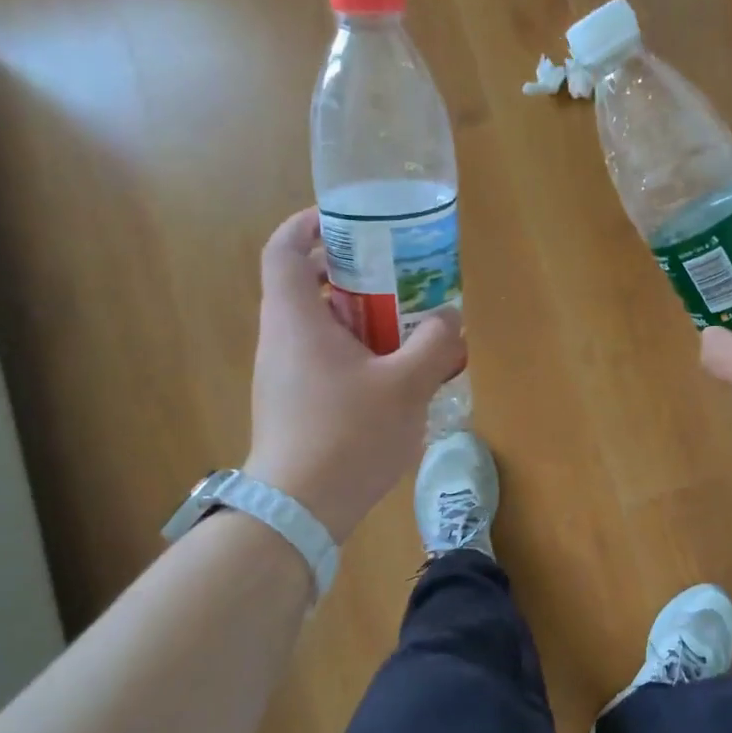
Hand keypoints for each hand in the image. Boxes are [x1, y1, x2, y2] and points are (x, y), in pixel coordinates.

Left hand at [243, 209, 465, 541]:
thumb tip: (449, 318)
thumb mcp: (406, 385)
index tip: (350, 220)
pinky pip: (325, 359)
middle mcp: (282, 339)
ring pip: (321, 326)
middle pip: (308, 284)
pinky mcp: (295, 404)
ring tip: (409, 324)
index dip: (310, 224)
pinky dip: (358, 351)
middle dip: (354, 272)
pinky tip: (397, 375)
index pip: (285, 249)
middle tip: (399, 273)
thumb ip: (434, 343)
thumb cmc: (347, 435)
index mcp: (297, 319)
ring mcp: (284, 375)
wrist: (299, 512)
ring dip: (362, 316)